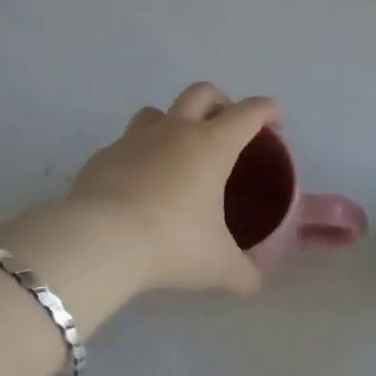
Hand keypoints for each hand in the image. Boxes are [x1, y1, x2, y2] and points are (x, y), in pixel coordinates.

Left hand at [64, 82, 273, 297]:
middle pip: (202, 92)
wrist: (100, 240)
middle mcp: (175, 130)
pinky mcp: (103, 156)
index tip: (275, 124)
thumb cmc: (172, 243)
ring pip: (157, 111)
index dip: (268, 111)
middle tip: (227, 129)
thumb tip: (255, 283)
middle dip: (221, 102)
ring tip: (177, 153)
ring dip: (172, 122)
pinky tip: (136, 185)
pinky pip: (125, 145)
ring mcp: (134, 139)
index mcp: (212, 145)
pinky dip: (137, 156)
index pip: (249, 112)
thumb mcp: (218, 265)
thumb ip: (243, 273)